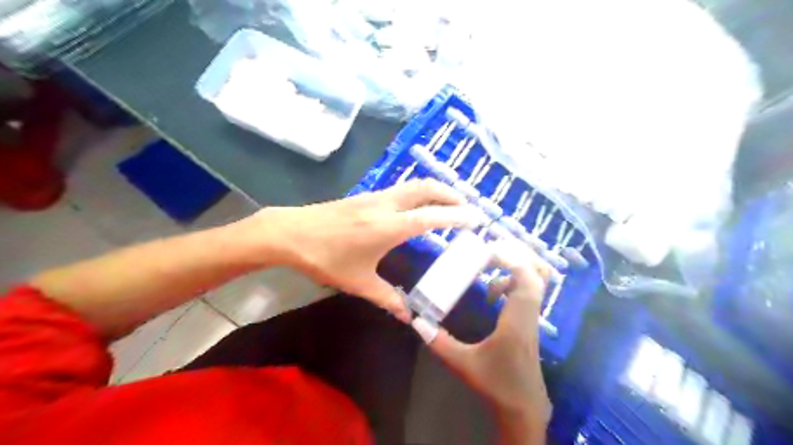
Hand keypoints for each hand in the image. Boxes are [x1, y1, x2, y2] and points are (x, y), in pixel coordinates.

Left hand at [237, 180, 482, 320]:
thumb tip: (407, 316)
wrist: (289, 233)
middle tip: (467, 206)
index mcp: (390, 227)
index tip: (476, 218)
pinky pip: (400, 188)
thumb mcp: (358, 282)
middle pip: (426, 189)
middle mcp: (387, 205)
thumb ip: (386, 298)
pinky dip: (418, 192)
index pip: (432, 217)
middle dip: (451, 193)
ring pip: (413, 185)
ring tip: (448, 202)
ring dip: (434, 190)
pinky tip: (417, 205)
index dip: (457, 216)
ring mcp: (375, 196)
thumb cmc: (325, 258)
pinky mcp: (365, 195)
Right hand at [416, 239, 551, 429]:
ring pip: (537, 281)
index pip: (526, 281)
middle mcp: (529, 314)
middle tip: (491, 250)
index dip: (512, 260)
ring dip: (516, 266)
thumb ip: (439, 342)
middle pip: (538, 274)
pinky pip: (529, 291)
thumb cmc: (496, 384)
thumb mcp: (463, 363)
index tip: (489, 251)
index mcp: (516, 321)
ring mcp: (532, 317)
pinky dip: (514, 281)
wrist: (524, 406)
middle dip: (518, 255)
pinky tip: (493, 293)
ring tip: (491, 265)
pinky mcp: (530, 321)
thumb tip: (417, 321)